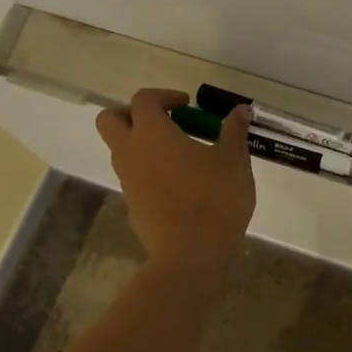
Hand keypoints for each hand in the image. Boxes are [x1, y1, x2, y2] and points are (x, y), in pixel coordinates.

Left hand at [96, 89, 255, 269]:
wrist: (191, 255)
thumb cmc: (214, 199)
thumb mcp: (233, 160)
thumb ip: (234, 131)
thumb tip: (240, 110)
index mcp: (152, 133)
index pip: (143, 99)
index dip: (164, 96)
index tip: (188, 105)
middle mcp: (131, 152)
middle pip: (111, 120)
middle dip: (133, 114)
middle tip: (166, 122)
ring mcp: (127, 181)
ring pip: (120, 150)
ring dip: (142, 144)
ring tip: (181, 154)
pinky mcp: (132, 205)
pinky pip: (133, 177)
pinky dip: (149, 171)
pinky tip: (181, 184)